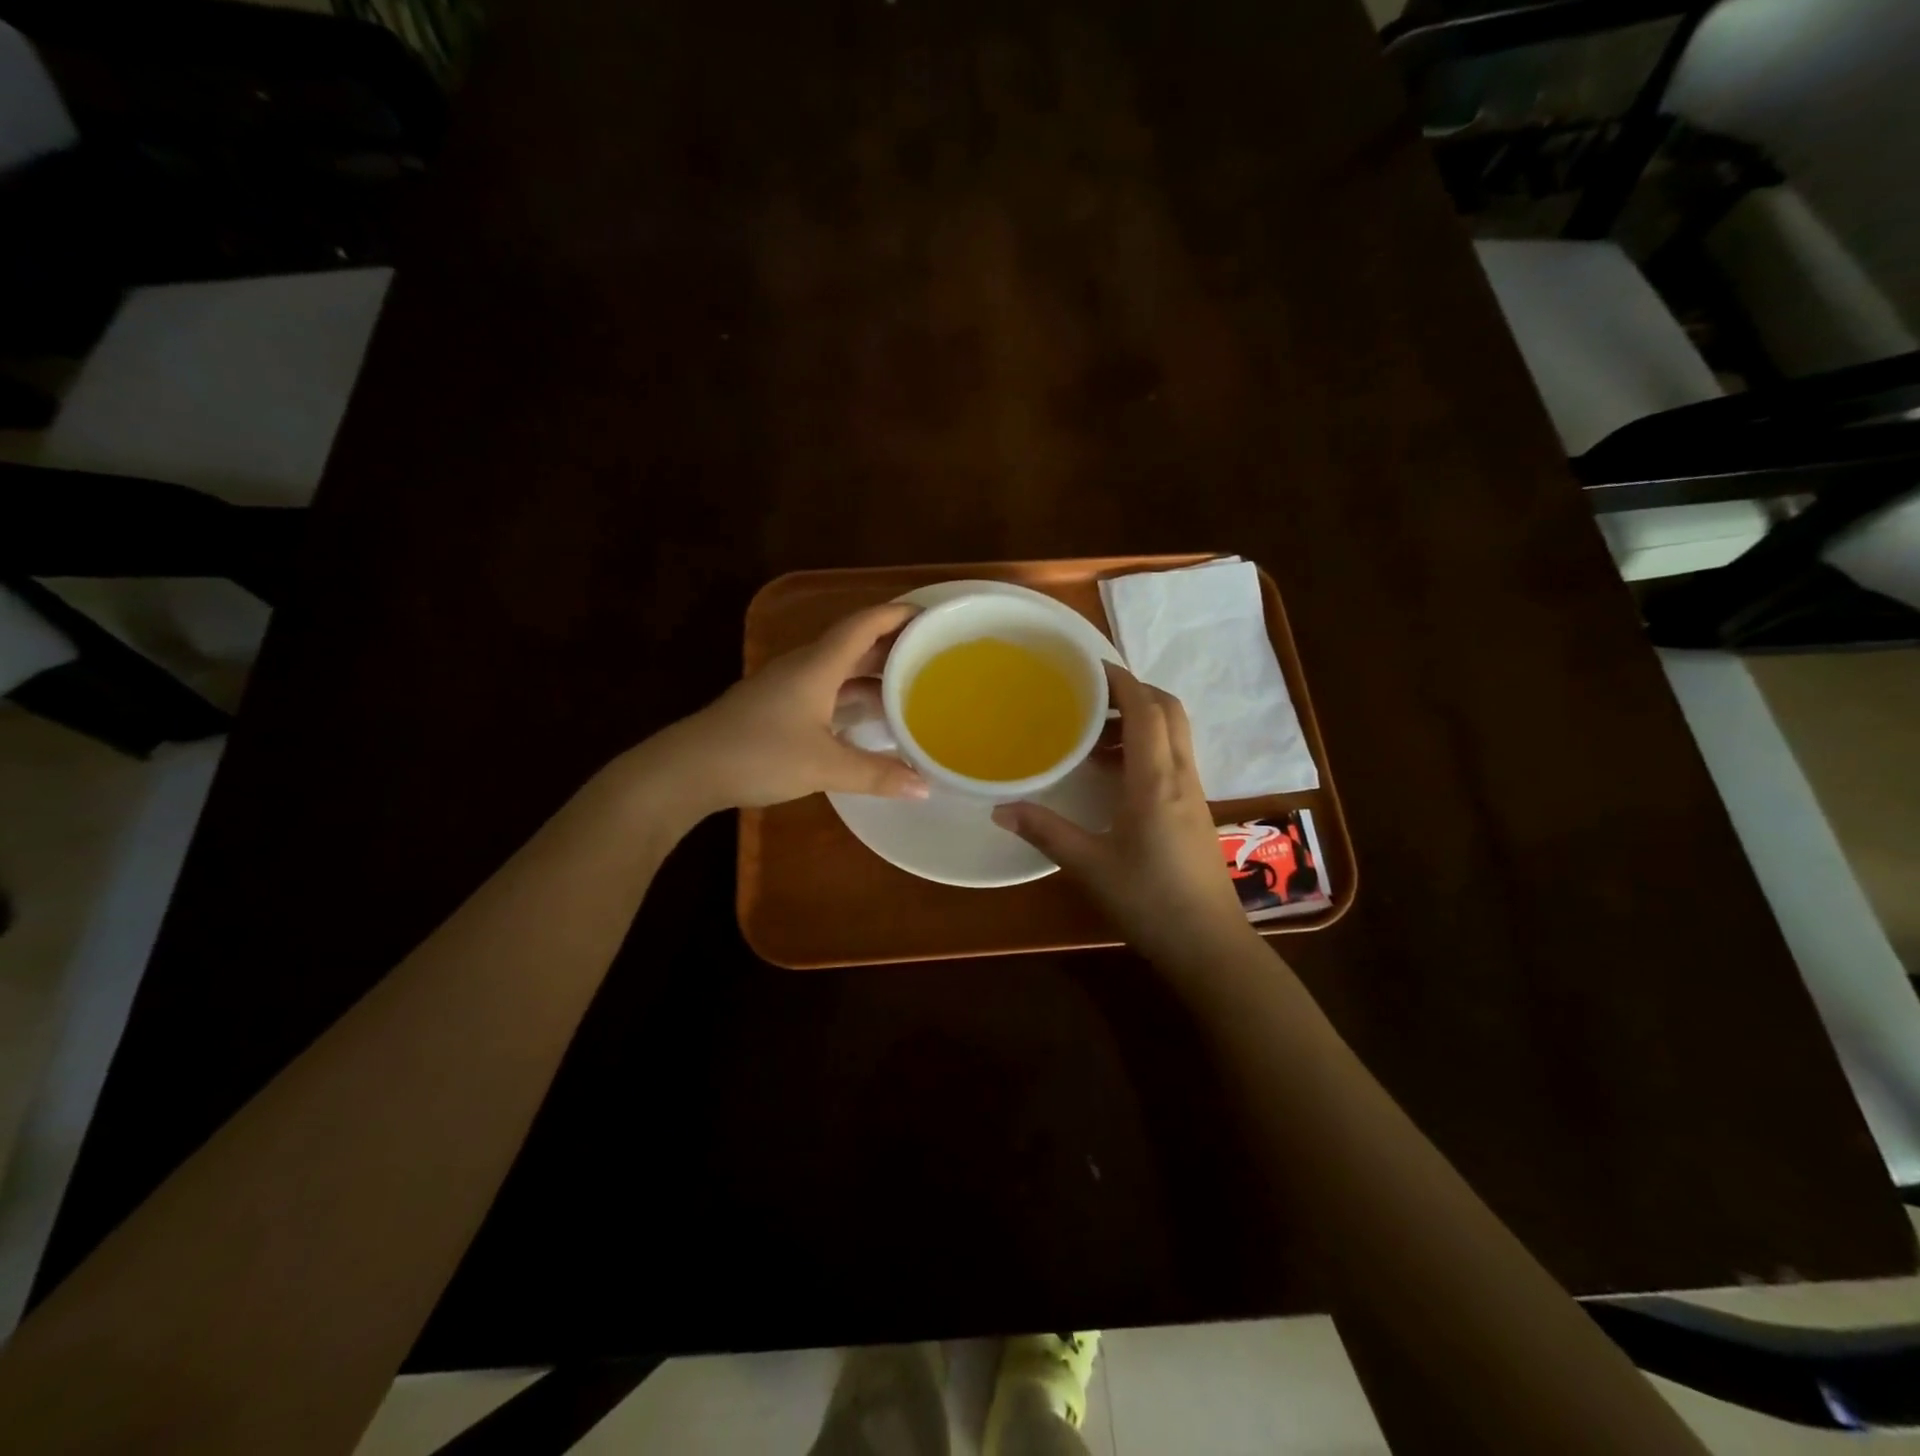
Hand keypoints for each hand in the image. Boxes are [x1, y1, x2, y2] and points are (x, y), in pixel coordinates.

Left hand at [659, 604, 928, 812]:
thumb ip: (876, 775)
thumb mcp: (824, 766)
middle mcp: (804, 667)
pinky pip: (826, 690)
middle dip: (893, 646)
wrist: (687, 769)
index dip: (897, 615)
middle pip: (855, 645)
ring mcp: (787, 687)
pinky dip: (852, 696)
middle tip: (933, 654)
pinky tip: (868, 717)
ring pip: (839, 669)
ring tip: (910, 686)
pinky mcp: (776, 708)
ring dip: (873, 674)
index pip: (864, 625)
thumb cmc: (759, 754)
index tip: (931, 614)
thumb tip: (924, 787)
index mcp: (818, 666)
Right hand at [992, 663, 1249, 965]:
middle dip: (1134, 692)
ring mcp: (1193, 794)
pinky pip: (1173, 759)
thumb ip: (1046, 832)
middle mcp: (1181, 776)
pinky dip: (1146, 747)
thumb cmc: (1150, 902)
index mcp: (1156, 781)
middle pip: (1169, 711)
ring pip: (1174, 735)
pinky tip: (1114, 774)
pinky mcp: (1195, 811)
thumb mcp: (1090, 867)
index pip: (1147, 710)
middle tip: (1090, 697)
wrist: (1210, 946)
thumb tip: (1000, 809)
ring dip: (1141, 720)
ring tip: (1094, 734)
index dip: (1122, 681)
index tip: (1089, 666)